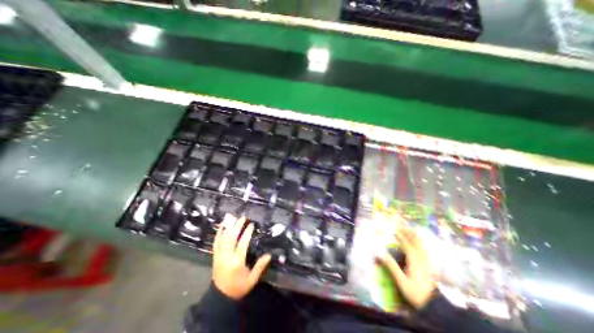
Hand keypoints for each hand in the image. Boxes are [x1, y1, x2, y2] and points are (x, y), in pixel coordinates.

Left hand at [213, 215, 271, 299]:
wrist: (220, 297)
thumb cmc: (238, 287)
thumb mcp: (252, 280)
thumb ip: (260, 267)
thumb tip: (269, 255)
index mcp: (237, 262)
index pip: (242, 243)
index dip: (247, 232)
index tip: (251, 224)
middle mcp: (227, 257)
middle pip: (231, 238)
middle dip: (237, 226)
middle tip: (243, 218)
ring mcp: (219, 256)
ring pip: (223, 238)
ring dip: (228, 227)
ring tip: (233, 217)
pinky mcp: (215, 256)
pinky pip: (215, 243)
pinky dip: (218, 233)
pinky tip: (222, 226)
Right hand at [376, 229, 434, 309]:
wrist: (434, 307)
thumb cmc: (415, 293)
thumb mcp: (401, 281)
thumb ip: (391, 266)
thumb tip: (380, 253)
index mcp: (414, 261)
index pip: (407, 244)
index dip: (401, 236)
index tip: (394, 230)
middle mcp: (421, 259)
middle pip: (416, 242)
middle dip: (409, 233)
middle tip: (401, 227)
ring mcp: (427, 262)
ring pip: (422, 245)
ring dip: (415, 237)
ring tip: (409, 231)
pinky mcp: (430, 266)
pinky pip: (425, 251)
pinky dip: (421, 244)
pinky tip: (419, 244)